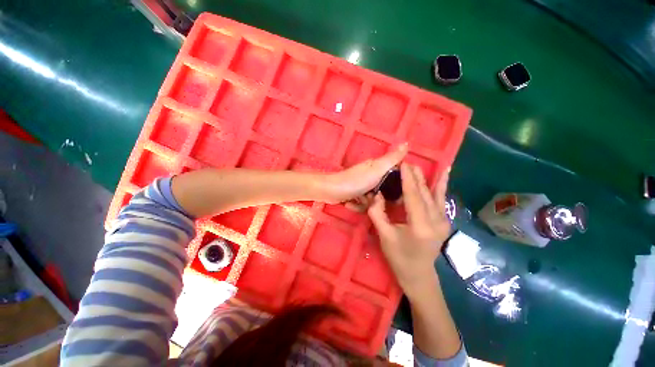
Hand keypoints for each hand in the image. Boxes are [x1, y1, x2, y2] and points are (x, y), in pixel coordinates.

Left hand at [324, 143, 407, 203]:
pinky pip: (363, 203)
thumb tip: (407, 142)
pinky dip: (357, 206)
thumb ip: (391, 159)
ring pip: (373, 200)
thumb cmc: (355, 181)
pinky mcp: (354, 194)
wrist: (330, 191)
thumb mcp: (376, 170)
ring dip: (366, 204)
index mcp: (377, 167)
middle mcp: (370, 175)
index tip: (399, 197)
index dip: (399, 186)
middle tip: (374, 201)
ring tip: (358, 202)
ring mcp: (362, 185)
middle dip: (380, 199)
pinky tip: (350, 204)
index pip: (395, 175)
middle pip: (385, 191)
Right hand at [367, 163, 450, 294]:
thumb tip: (376, 195)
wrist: (418, 274)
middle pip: (424, 192)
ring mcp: (443, 220)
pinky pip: (441, 199)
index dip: (407, 179)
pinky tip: (446, 172)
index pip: (413, 196)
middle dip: (414, 176)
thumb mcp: (384, 236)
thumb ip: (378, 214)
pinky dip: (441, 185)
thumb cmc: (399, 257)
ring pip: (434, 194)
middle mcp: (436, 221)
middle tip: (405, 162)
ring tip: (417, 166)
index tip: (402, 164)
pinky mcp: (444, 220)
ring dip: (424, 178)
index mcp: (421, 226)